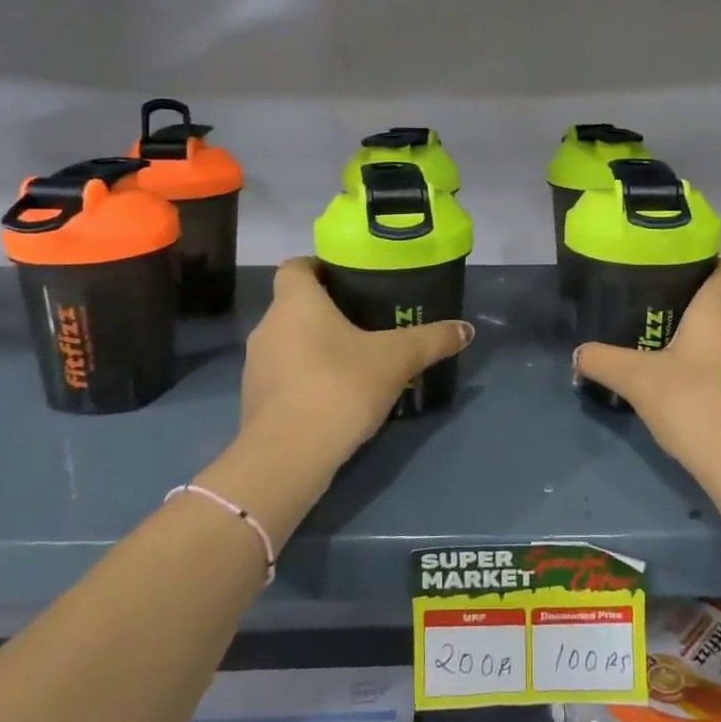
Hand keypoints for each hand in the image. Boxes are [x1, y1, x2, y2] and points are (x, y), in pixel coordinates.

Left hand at [240, 257, 473, 465]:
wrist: (289, 455)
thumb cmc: (340, 385)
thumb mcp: (397, 359)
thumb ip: (432, 340)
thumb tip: (466, 329)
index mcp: (296, 302)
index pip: (296, 267)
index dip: (319, 267)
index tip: (347, 279)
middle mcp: (269, 326)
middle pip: (294, 306)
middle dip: (326, 311)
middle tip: (365, 321)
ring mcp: (255, 366)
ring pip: (288, 343)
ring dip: (314, 347)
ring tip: (353, 361)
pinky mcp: (254, 401)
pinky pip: (283, 377)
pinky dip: (305, 379)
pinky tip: (334, 397)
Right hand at [574, 261, 720, 483]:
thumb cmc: (695, 404)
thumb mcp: (637, 381)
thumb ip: (603, 361)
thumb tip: (578, 353)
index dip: (705, 266)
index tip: (673, 275)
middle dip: (693, 310)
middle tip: (654, 320)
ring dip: (704, 345)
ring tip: (666, 357)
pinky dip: (716, 373)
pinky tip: (690, 394)